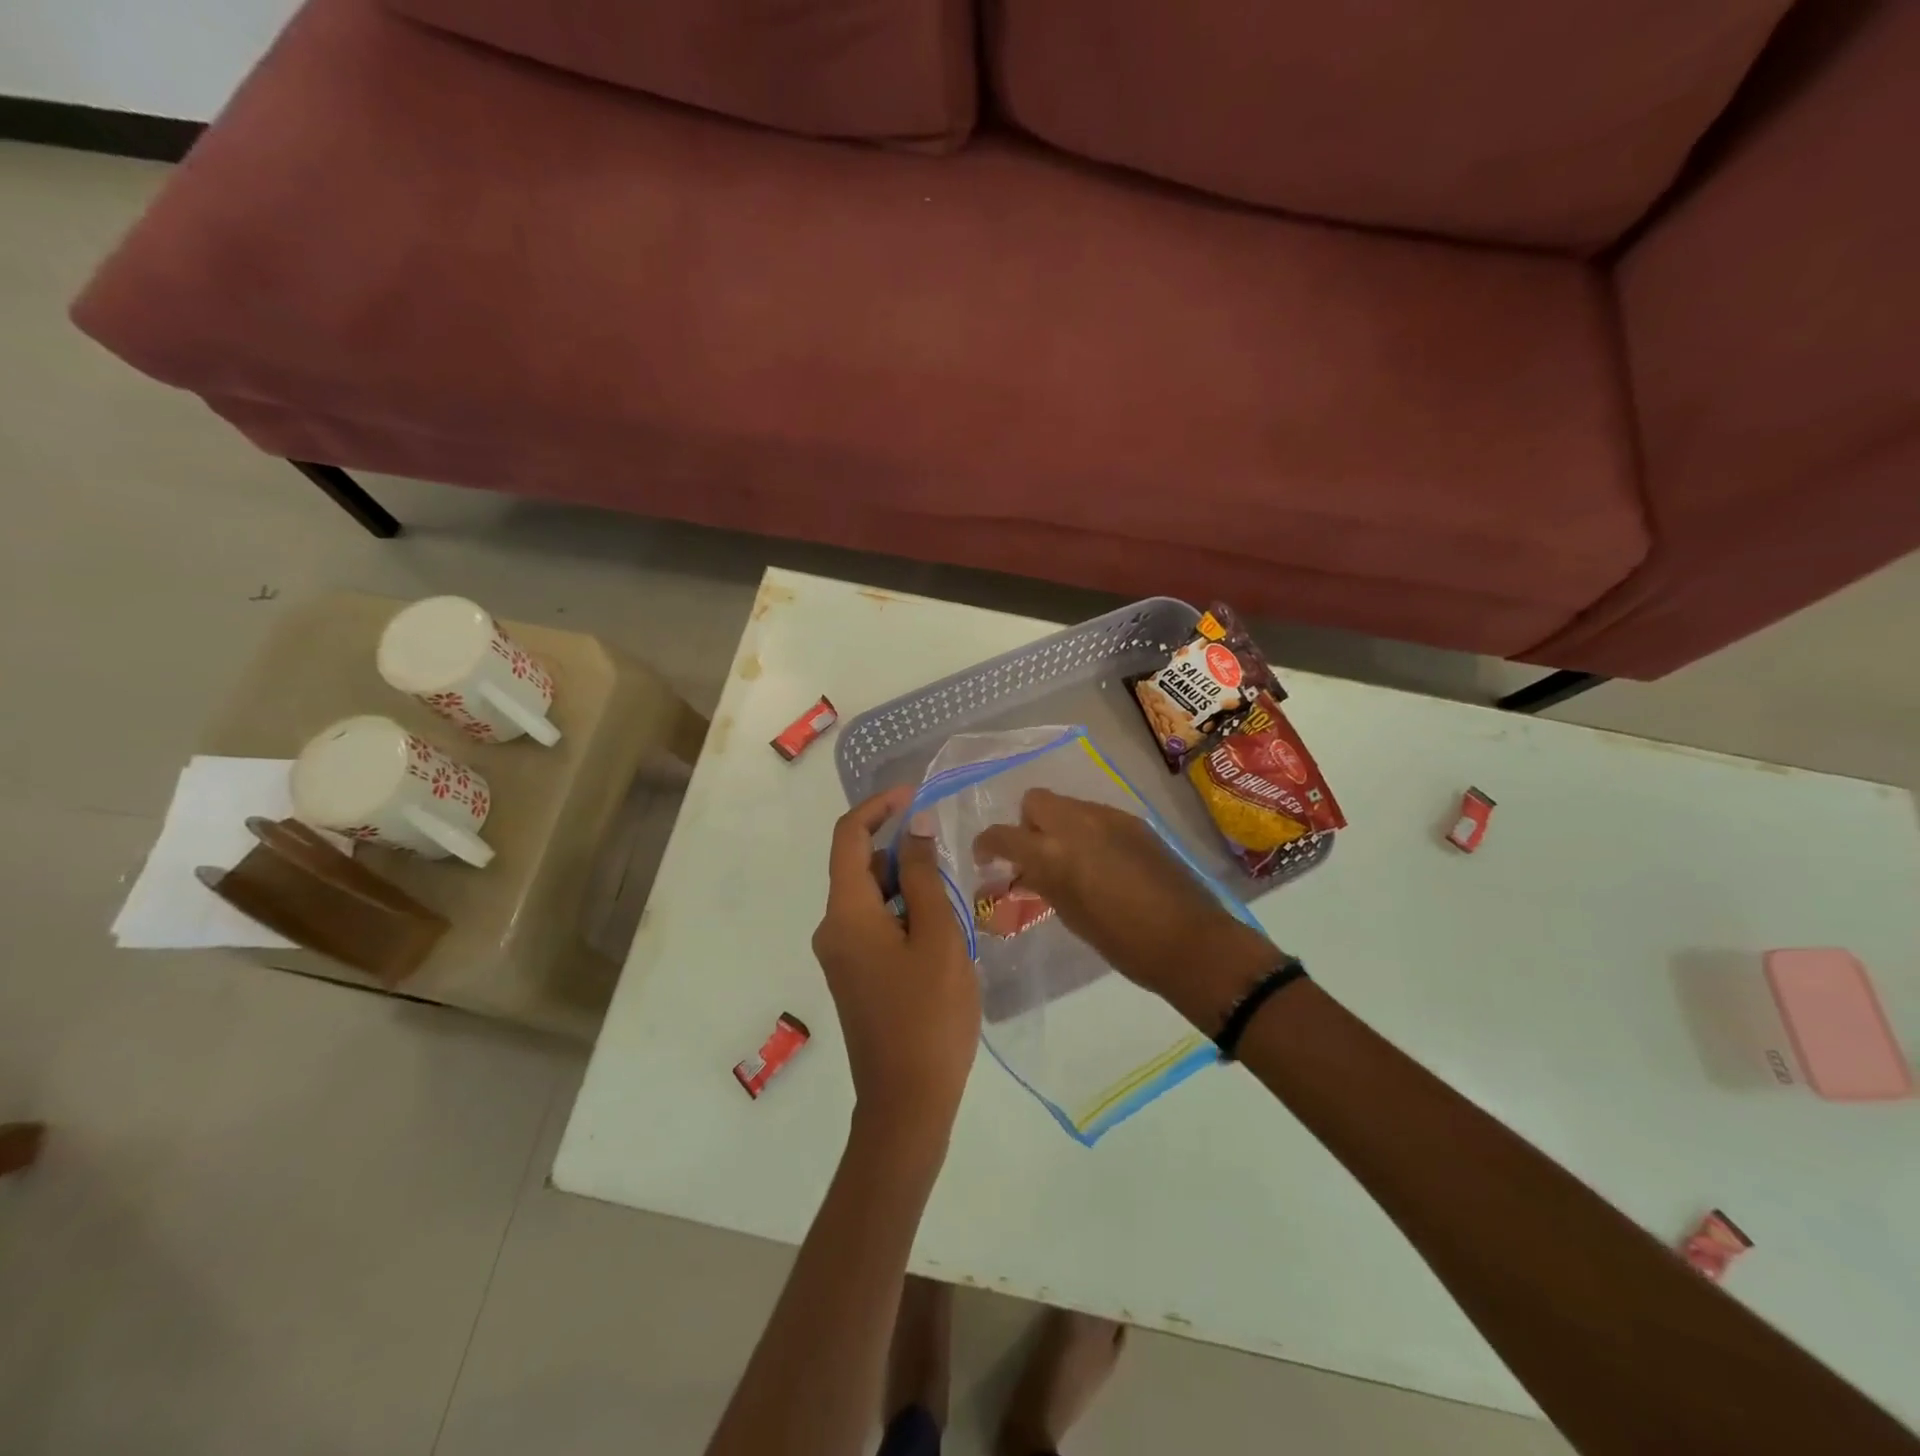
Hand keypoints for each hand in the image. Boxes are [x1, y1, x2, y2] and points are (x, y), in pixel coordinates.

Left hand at [812, 786, 979, 1145]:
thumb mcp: (937, 936)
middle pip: (860, 867)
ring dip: (909, 887)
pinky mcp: (855, 977)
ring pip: (873, 899)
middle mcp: (833, 929)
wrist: (908, 1103)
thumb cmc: (929, 1015)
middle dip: (902, 851)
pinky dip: (905, 915)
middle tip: (951, 860)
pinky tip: (942, 935)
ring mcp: (841, 956)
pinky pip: (876, 926)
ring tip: (955, 904)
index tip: (916, 795)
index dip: (879, 807)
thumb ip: (923, 875)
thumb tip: (914, 827)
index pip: (848, 837)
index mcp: (846, 914)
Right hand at [973, 789, 1278, 1028]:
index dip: (987, 844)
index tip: (986, 859)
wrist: (1189, 939)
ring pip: (1067, 805)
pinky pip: (1096, 814)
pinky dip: (1086, 829)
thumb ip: (1043, 883)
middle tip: (1034, 855)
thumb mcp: (1070, 914)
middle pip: (1034, 801)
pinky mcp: (1134, 821)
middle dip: (1026, 824)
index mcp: (1053, 853)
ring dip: (1057, 825)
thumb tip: (1026, 871)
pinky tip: (1101, 860)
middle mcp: (1076, 823)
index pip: (1002, 835)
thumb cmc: (1122, 941)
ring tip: (1070, 859)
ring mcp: (1108, 817)